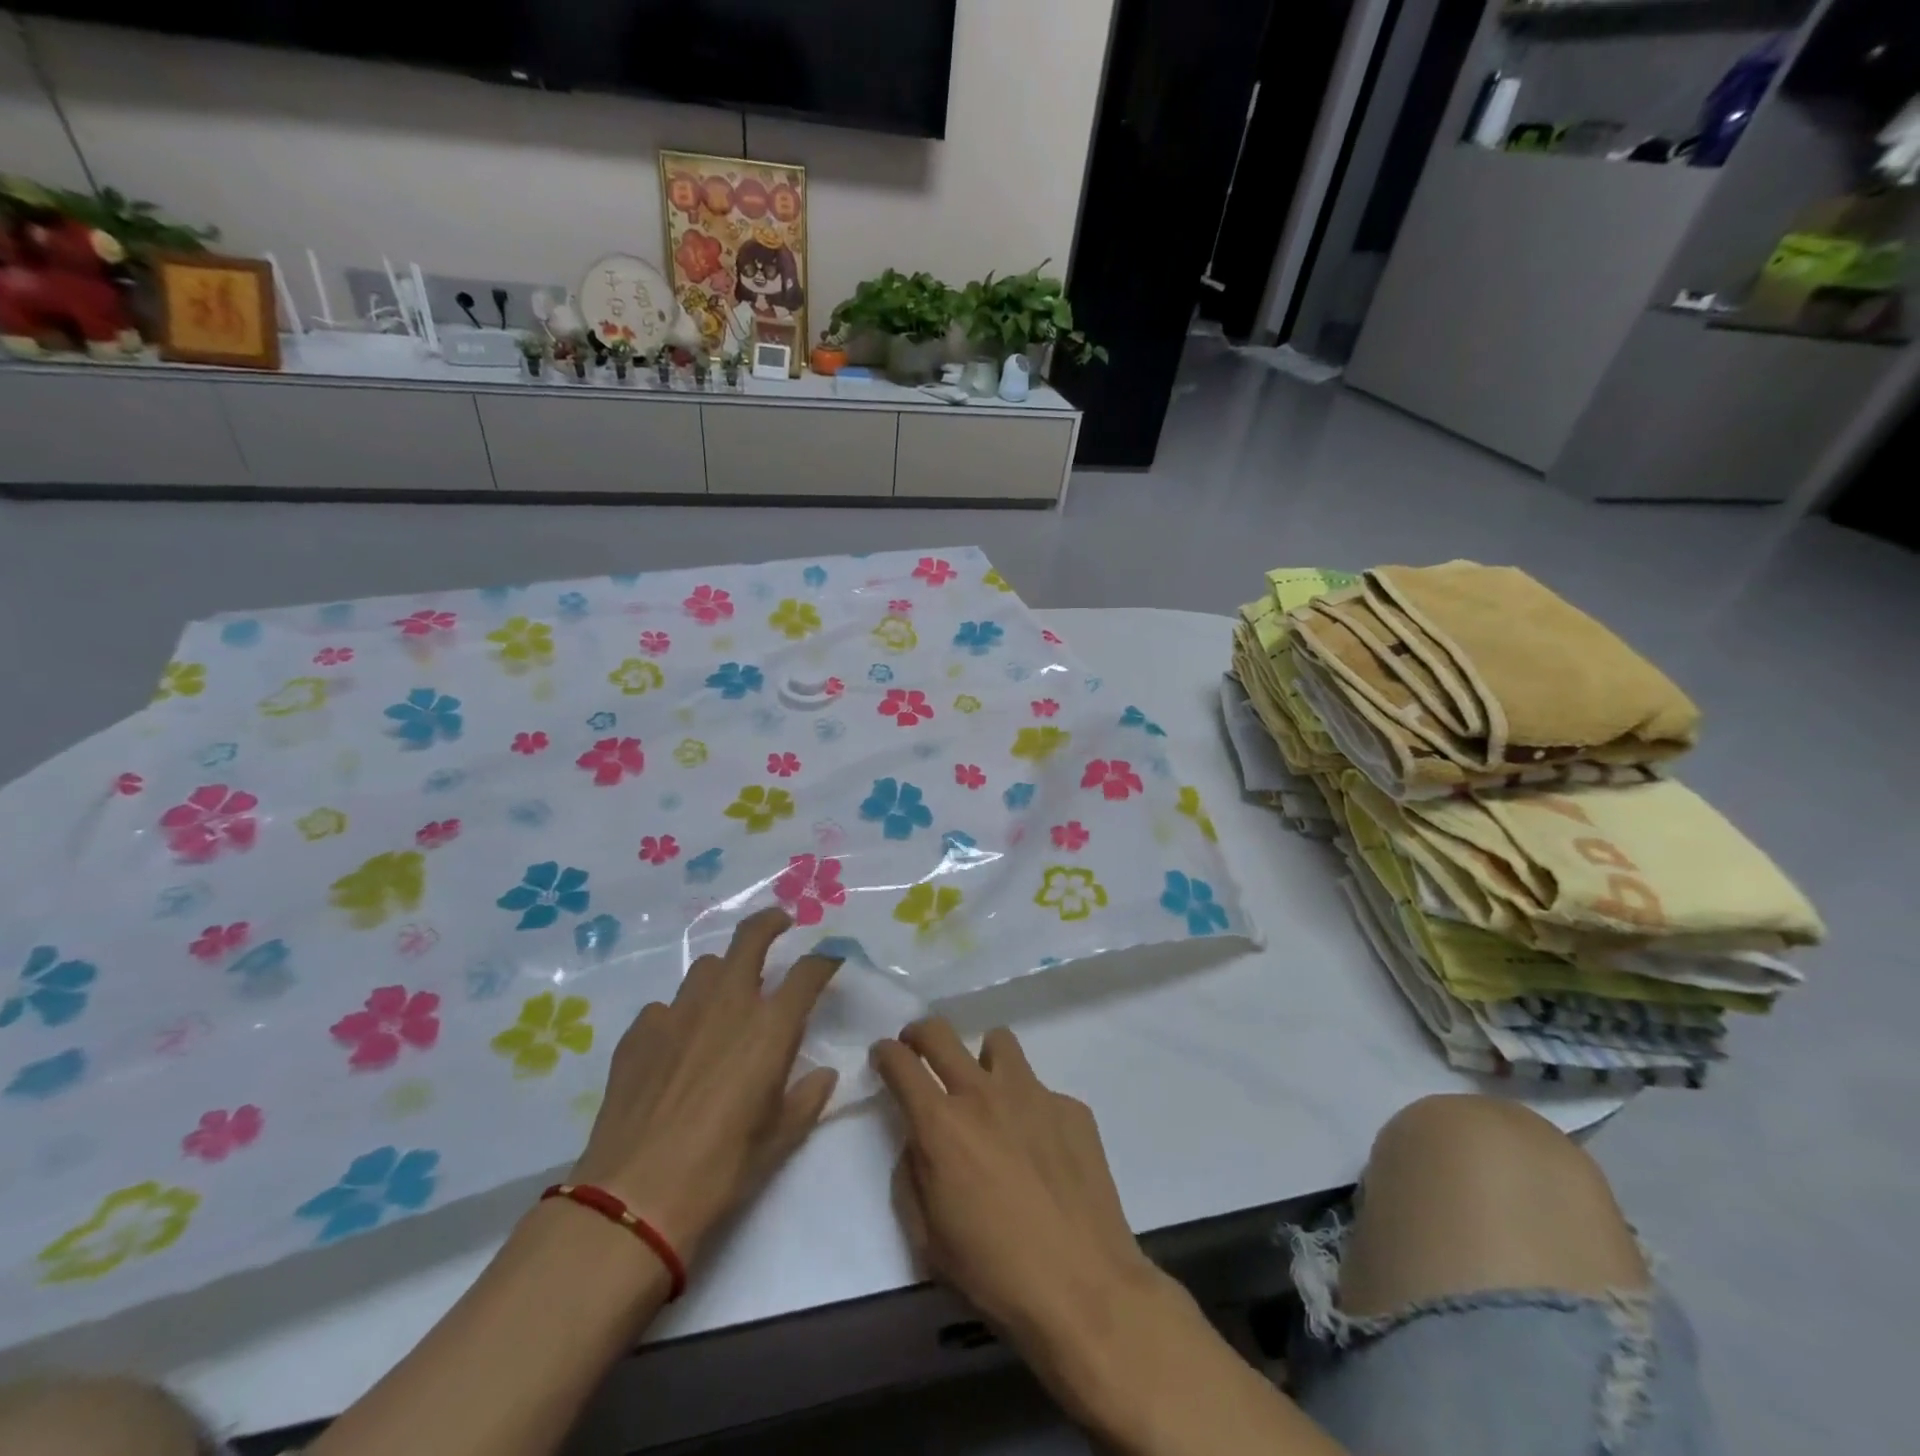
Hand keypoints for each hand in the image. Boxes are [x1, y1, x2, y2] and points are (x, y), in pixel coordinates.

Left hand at [568, 908, 838, 1266]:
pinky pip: (666, 1007)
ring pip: (705, 968)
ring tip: (726, 995)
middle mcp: (727, 1004)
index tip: (831, 961)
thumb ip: (807, 1098)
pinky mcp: (640, 1031)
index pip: (808, 972)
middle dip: (770, 922)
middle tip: (780, 923)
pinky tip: (676, 1045)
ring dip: (723, 972)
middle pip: (750, 938)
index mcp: (770, 1027)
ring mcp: (678, 1012)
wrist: (634, 1196)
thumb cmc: (721, 1168)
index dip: (824, 961)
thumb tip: (823, 1075)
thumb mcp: (780, 1139)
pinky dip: (680, 1015)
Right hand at [870, 1020, 1162, 1358]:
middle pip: (940, 1033)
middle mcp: (983, 1094)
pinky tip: (1042, 1151)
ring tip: (989, 1094)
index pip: (900, 1063)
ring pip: (998, 1043)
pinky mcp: (1071, 1107)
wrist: (1084, 1288)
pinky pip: (1041, 1091)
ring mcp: (1032, 1094)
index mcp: (941, 1125)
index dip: (885, 1053)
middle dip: (920, 1034)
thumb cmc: (994, 1274)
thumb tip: (918, 1142)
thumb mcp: (928, 1239)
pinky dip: (1031, 1109)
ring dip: (983, 1060)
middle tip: (920, 1050)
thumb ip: (913, 1176)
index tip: (884, 1057)